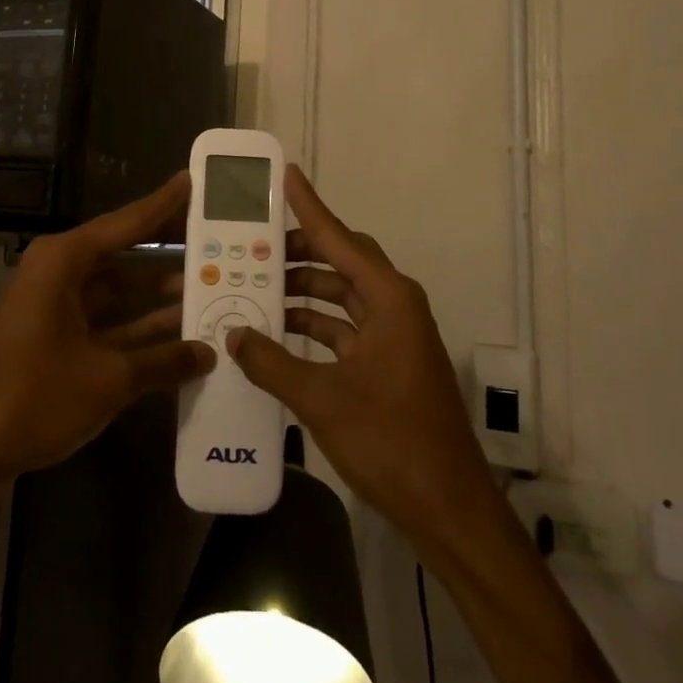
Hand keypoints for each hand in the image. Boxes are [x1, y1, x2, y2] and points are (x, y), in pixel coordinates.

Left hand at [0, 173, 213, 484]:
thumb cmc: (33, 398)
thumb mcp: (107, 379)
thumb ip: (163, 361)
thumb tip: (209, 353)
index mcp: (63, 262)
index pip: (126, 223)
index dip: (162, 204)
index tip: (192, 181)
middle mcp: (57, 274)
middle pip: (122, 252)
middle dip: (166, 248)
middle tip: (212, 238)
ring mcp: (53, 308)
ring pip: (115, 289)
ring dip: (155, 293)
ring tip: (207, 287)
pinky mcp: (52, 339)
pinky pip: (104, 320)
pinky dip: (136, 326)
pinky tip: (177, 334)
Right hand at [227, 166, 497, 555]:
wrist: (448, 507)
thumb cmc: (391, 441)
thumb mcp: (322, 399)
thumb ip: (272, 362)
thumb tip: (233, 334)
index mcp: (389, 299)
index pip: (339, 238)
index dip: (310, 206)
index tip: (286, 175)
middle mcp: (394, 306)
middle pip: (341, 262)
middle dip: (298, 253)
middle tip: (252, 246)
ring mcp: (393, 337)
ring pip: (340, 297)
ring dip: (302, 293)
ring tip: (254, 288)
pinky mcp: (387, 365)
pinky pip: (343, 329)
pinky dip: (312, 327)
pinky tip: (276, 334)